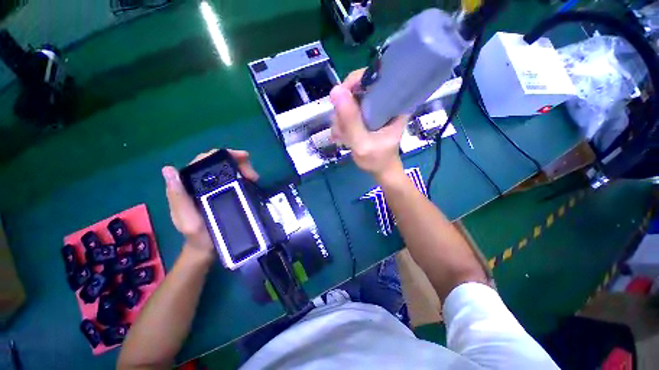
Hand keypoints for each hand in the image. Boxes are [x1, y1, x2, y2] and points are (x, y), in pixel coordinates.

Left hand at [161, 149, 258, 260]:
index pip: (202, 161)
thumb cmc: (197, 236)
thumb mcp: (186, 219)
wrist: (207, 248)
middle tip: (252, 173)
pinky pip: (233, 179)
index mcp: (188, 186)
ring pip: (227, 169)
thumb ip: (178, 198)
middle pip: (217, 163)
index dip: (221, 155)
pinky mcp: (223, 193)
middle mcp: (199, 183)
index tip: (242, 157)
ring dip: (242, 169)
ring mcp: (212, 188)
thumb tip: (168, 169)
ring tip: (254, 178)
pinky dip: (243, 177)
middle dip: (237, 162)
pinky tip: (251, 181)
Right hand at [330, 69, 407, 180]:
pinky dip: (341, 123)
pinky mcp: (366, 116)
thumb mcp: (363, 143)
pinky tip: (342, 136)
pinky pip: (348, 112)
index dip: (354, 83)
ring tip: (342, 137)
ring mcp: (373, 109)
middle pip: (357, 89)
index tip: (341, 100)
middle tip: (342, 130)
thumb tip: (336, 90)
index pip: (374, 76)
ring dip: (340, 119)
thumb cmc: (377, 160)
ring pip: (349, 102)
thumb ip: (351, 120)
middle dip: (343, 109)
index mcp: (394, 102)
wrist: (381, 170)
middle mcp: (384, 101)